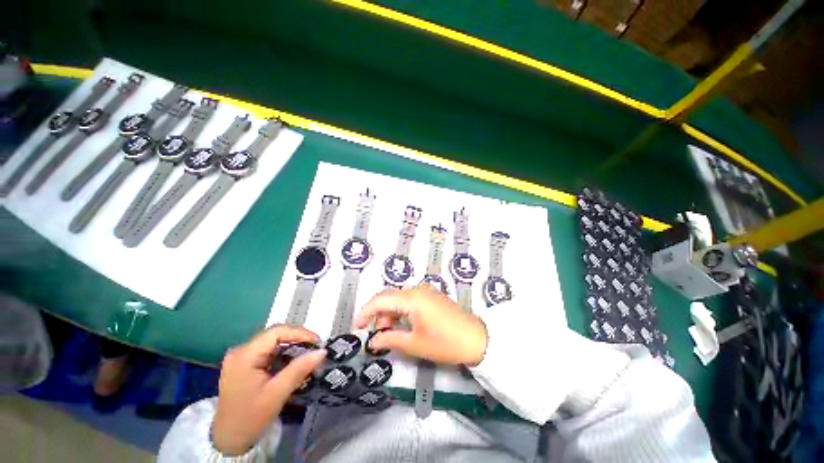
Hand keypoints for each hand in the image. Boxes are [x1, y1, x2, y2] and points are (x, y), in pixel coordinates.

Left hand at [211, 325, 326, 455]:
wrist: (228, 441)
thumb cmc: (250, 418)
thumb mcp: (277, 393)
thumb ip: (300, 369)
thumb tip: (322, 351)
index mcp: (245, 355)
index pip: (276, 332)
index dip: (300, 333)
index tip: (317, 342)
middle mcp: (241, 351)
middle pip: (275, 335)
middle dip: (298, 339)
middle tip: (316, 348)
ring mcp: (241, 357)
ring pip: (273, 343)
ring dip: (292, 346)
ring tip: (309, 354)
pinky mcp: (244, 364)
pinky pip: (268, 352)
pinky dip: (284, 354)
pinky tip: (294, 361)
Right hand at [355, 285, 487, 365]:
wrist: (476, 339)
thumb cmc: (444, 343)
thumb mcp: (414, 344)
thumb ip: (390, 339)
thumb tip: (373, 341)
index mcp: (411, 298)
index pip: (380, 299)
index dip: (365, 312)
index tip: (357, 327)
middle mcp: (417, 289)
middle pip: (390, 297)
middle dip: (380, 315)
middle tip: (379, 336)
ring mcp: (426, 291)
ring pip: (400, 298)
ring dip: (391, 314)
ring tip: (393, 334)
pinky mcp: (432, 296)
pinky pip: (410, 300)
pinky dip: (402, 312)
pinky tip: (405, 326)